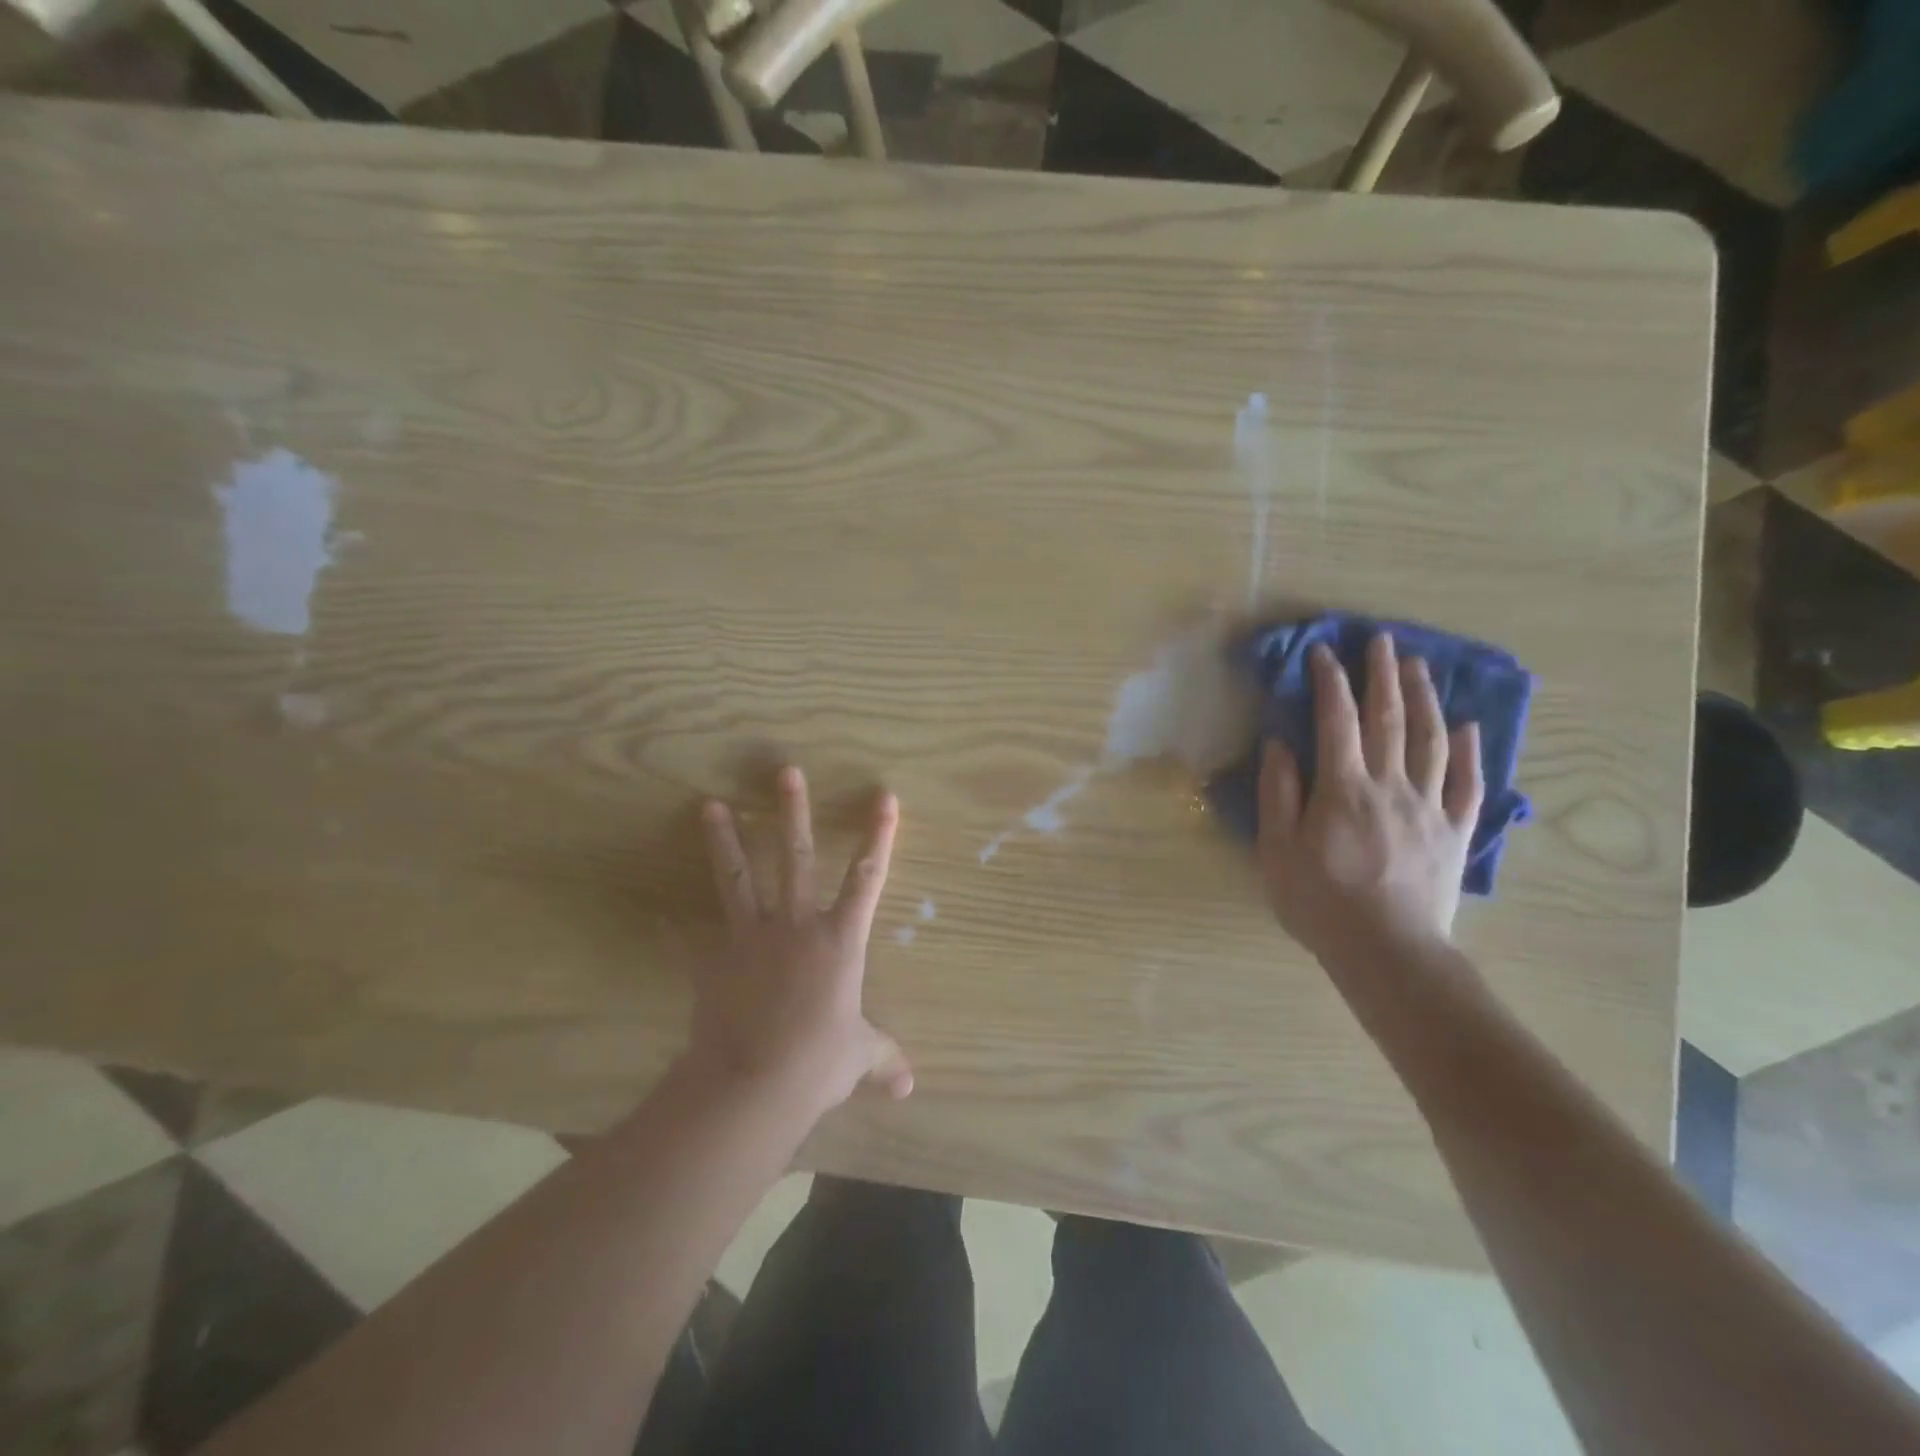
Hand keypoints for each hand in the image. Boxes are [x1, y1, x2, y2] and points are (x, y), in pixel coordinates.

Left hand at [692, 766, 911, 1114]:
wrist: (755, 1083)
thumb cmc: (818, 1062)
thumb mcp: (858, 1058)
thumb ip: (883, 1059)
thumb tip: (909, 1087)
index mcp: (838, 940)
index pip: (867, 878)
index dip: (879, 836)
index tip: (884, 797)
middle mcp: (795, 925)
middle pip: (795, 857)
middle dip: (792, 812)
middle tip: (785, 772)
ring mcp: (750, 938)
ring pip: (738, 878)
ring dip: (725, 840)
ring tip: (709, 805)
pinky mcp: (712, 961)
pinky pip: (687, 940)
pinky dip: (671, 929)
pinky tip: (655, 914)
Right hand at [1258, 635, 1483, 960]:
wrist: (1387, 951)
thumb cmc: (1320, 901)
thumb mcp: (1278, 849)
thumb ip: (1278, 793)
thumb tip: (1280, 744)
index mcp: (1342, 788)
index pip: (1336, 721)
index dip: (1330, 682)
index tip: (1323, 653)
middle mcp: (1390, 786)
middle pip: (1390, 720)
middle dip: (1383, 676)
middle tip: (1382, 640)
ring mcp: (1428, 807)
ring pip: (1432, 741)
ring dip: (1424, 699)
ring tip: (1418, 666)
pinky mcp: (1454, 832)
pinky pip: (1466, 784)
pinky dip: (1468, 752)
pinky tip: (1468, 728)